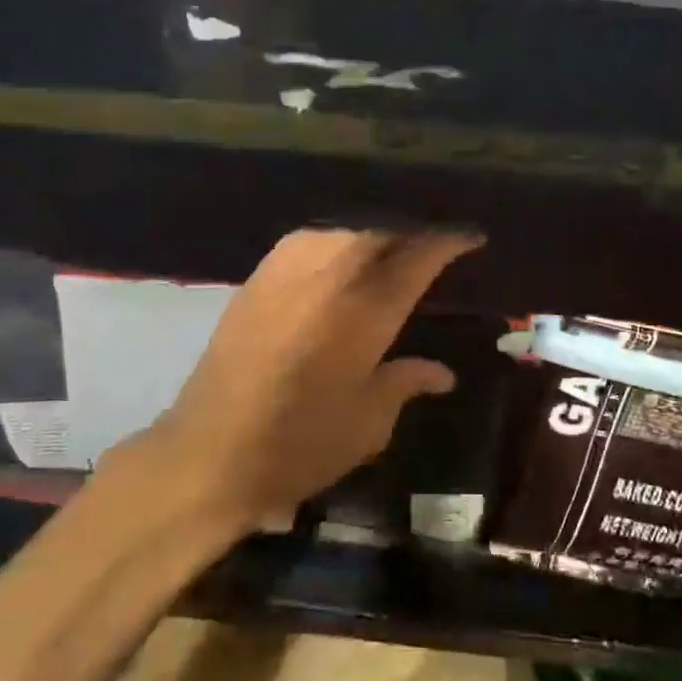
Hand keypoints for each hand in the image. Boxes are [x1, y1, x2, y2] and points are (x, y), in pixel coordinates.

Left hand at [133, 228, 481, 530]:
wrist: (210, 453)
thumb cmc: (302, 445)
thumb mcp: (369, 422)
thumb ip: (407, 382)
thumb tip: (443, 373)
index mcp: (368, 311)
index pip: (419, 257)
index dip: (449, 241)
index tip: (471, 237)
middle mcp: (331, 277)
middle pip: (380, 229)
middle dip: (411, 230)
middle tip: (430, 244)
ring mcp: (288, 272)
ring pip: (341, 227)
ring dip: (372, 230)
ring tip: (389, 244)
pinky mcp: (256, 279)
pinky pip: (306, 239)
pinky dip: (333, 238)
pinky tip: (338, 254)